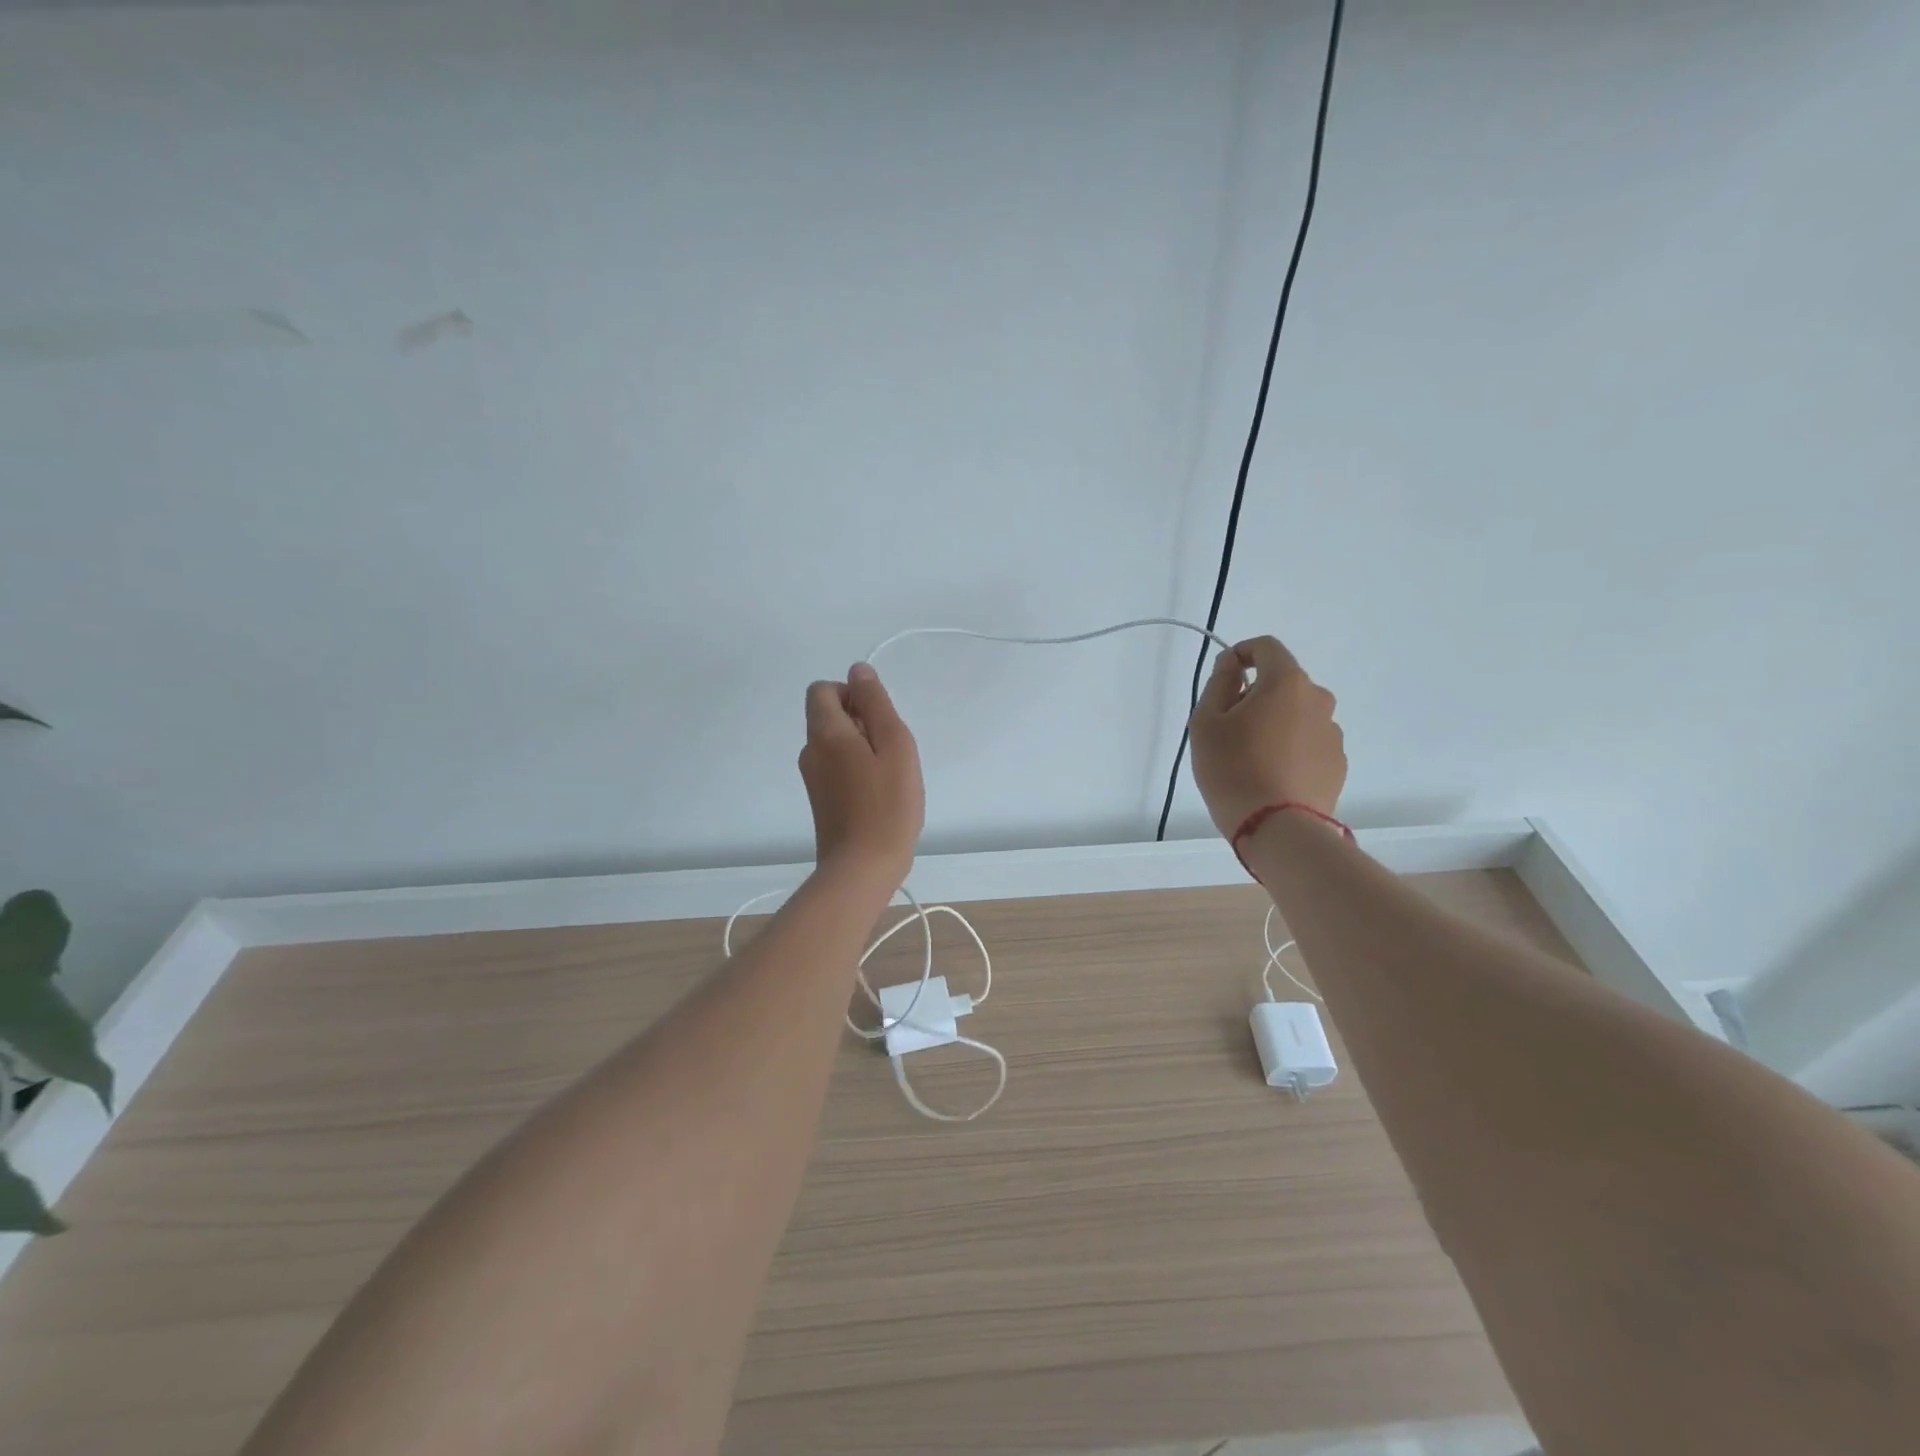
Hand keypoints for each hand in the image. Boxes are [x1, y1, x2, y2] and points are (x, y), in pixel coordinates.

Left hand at [799, 663, 924, 881]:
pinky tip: (878, 794)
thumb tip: (858, 671)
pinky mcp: (820, 800)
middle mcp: (810, 751)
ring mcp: (812, 778)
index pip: (822, 689)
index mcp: (825, 732)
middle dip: (860, 720)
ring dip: (862, 747)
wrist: (863, 867)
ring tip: (888, 775)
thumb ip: (876, 703)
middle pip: (828, 715)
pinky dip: (856, 769)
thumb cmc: (887, 804)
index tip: (878, 719)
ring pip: (834, 743)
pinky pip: (836, 767)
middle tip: (891, 750)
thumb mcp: (894, 744)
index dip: (851, 693)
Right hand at [1188, 635, 1346, 838]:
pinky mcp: (1337, 763)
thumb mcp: (1206, 722)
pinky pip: (1308, 742)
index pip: (1266, 647)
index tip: (1223, 678)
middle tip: (1230, 728)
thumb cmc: (1232, 768)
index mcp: (1286, 682)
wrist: (1278, 828)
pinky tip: (1272, 776)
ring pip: (1297, 714)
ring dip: (1276, 723)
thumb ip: (1219, 684)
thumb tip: (1232, 665)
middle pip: (1283, 683)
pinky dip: (1290, 748)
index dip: (1241, 653)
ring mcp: (1332, 733)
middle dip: (1257, 695)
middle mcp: (1318, 699)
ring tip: (1251, 758)